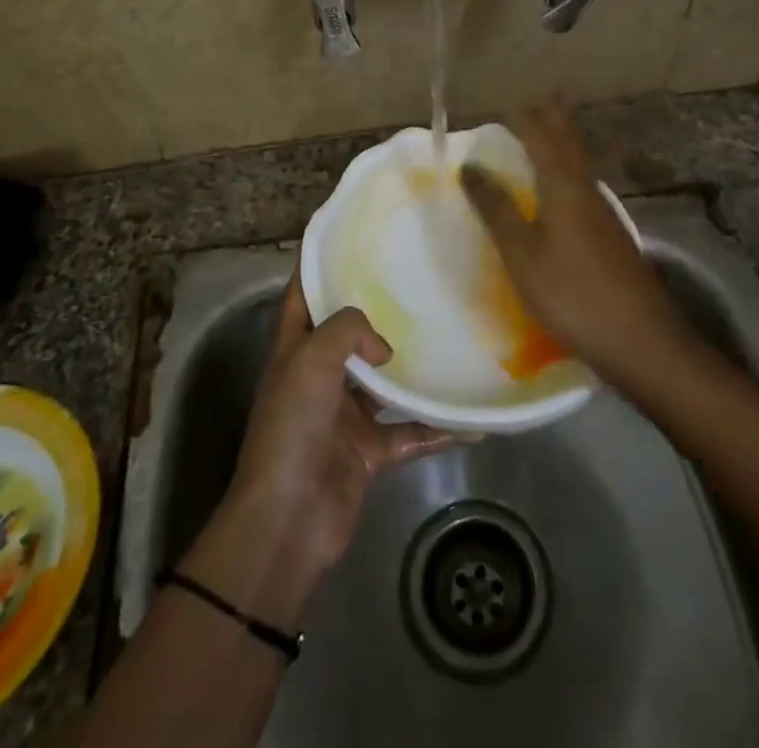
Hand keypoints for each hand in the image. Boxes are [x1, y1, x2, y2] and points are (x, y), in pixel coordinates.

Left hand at [183, 273, 448, 627]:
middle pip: (347, 334)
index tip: (350, 237)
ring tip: (449, 338)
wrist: (287, 521)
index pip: (301, 294)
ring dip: (410, 367)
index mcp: (294, 349)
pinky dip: (435, 426)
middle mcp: (317, 376)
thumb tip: (384, 348)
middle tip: (416, 281)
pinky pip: (409, 432)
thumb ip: (349, 331)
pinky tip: (470, 419)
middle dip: (376, 311)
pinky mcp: (367, 451)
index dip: (318, 265)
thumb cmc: (292, 428)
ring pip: (383, 381)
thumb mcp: (311, 360)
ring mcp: (343, 415)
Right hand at [460, 100, 687, 383]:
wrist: (639, 338)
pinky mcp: (611, 235)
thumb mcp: (521, 253)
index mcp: (563, 186)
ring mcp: (603, 212)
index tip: (506, 104)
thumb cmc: (571, 293)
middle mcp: (586, 189)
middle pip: (570, 143)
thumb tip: (470, 166)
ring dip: (565, 142)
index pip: (542, 137)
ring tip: (551, 132)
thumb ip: (496, 209)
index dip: (525, 119)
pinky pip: (585, 185)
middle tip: (544, 97)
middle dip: (555, 118)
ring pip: (580, 163)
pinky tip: (568, 188)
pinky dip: (571, 170)